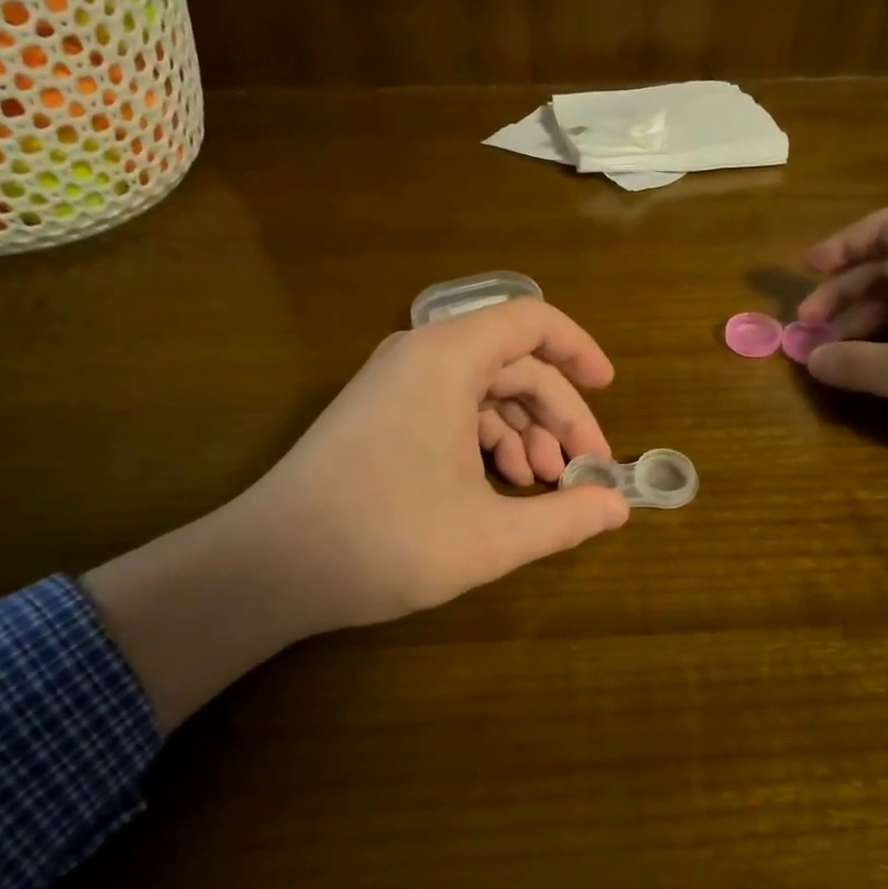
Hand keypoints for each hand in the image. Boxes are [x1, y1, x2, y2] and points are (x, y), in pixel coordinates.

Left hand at [84, 299, 630, 728]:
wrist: (268, 567)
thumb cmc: (384, 540)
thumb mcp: (490, 536)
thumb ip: (565, 518)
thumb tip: (619, 507)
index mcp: (447, 359)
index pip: (532, 321)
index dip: (580, 350)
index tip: (609, 390)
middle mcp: (420, 356)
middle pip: (513, 364)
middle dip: (557, 415)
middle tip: (582, 471)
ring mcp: (395, 384)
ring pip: (483, 390)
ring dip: (523, 432)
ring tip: (542, 487)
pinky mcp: (380, 413)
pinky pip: (451, 409)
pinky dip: (485, 441)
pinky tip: (499, 486)